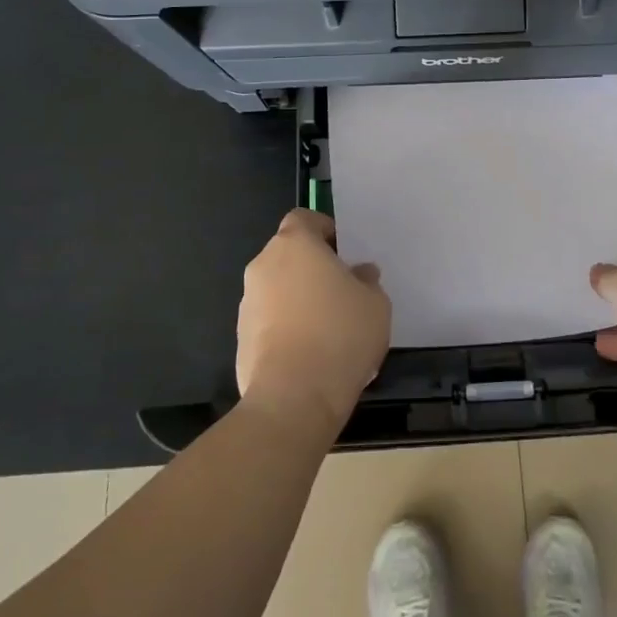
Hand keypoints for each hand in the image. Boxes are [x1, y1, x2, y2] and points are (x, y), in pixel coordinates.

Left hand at [236, 209, 390, 433]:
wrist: (294, 397)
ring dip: (297, 299)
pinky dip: (286, 329)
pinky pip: (269, 322)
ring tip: (327, 328)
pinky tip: (310, 355)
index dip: (323, 230)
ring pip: (277, 289)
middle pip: (288, 255)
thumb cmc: (341, 334)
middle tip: (341, 291)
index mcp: (295, 245)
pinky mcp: (240, 339)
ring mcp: (247, 303)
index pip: (303, 218)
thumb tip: (360, 274)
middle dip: (311, 268)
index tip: (342, 251)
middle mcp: (264, 266)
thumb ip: (367, 281)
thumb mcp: (375, 303)